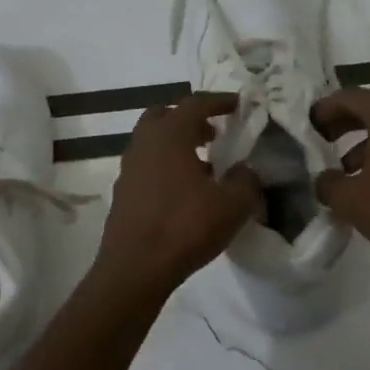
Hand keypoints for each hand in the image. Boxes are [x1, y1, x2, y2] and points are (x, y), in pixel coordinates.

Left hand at [95, 92, 261, 295]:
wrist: (135, 268)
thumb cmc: (185, 227)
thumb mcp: (232, 205)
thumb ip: (246, 181)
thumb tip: (245, 170)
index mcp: (169, 134)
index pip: (195, 103)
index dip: (219, 101)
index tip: (239, 105)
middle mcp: (144, 143)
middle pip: (165, 116)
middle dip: (190, 120)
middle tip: (213, 135)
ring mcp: (128, 168)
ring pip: (153, 142)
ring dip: (177, 145)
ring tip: (204, 167)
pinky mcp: (122, 192)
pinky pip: (147, 166)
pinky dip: (165, 167)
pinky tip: (184, 193)